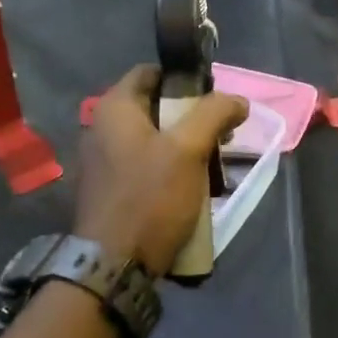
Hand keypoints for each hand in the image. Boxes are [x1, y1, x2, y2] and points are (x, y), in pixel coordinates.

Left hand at [75, 66, 248, 277]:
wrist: (114, 264)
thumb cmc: (150, 197)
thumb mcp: (188, 149)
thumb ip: (214, 114)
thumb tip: (237, 101)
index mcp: (114, 108)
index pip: (151, 72)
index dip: (185, 80)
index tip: (214, 100)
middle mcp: (100, 128)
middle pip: (154, 108)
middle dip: (191, 119)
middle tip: (221, 137)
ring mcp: (101, 161)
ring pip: (152, 140)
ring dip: (183, 148)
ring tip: (211, 166)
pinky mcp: (108, 190)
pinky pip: (143, 166)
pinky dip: (167, 170)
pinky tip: (190, 189)